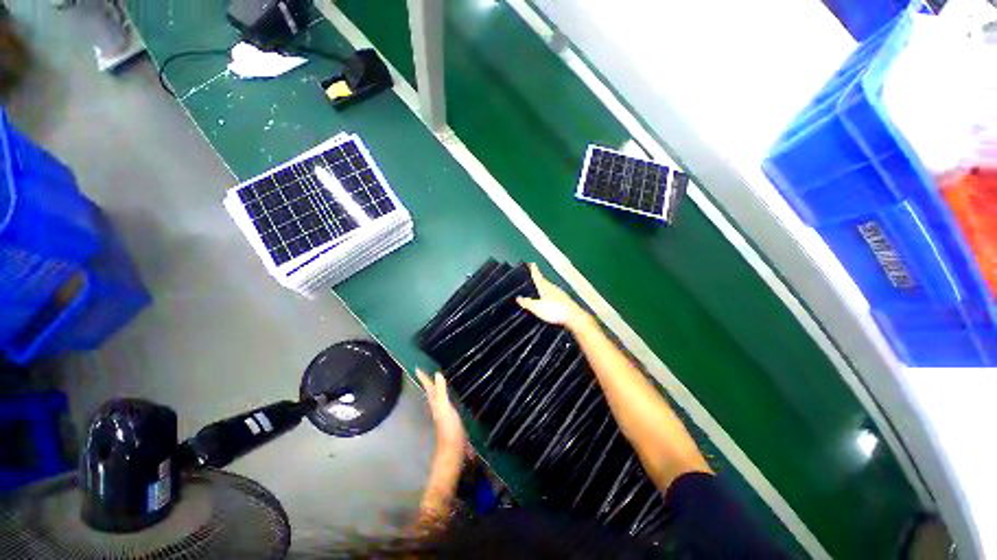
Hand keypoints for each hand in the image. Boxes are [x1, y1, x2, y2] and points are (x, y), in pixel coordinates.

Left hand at [416, 369, 468, 458]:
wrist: (453, 455)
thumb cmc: (449, 431)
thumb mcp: (444, 410)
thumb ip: (441, 393)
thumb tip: (437, 374)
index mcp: (436, 405)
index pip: (429, 389)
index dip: (424, 379)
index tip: (417, 368)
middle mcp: (438, 409)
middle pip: (432, 394)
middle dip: (429, 384)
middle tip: (428, 373)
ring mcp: (444, 417)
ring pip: (438, 400)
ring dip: (438, 391)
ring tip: (439, 382)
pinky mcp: (452, 423)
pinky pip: (447, 406)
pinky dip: (447, 400)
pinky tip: (452, 400)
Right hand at [517, 263, 590, 329]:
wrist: (574, 317)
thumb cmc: (555, 310)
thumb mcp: (537, 307)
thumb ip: (527, 302)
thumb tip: (518, 298)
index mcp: (545, 287)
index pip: (538, 275)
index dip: (534, 269)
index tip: (531, 263)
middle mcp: (553, 288)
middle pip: (544, 281)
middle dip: (538, 279)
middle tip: (533, 277)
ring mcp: (560, 294)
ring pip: (549, 288)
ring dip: (544, 288)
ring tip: (538, 289)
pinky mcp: (565, 301)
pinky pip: (554, 296)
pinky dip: (549, 296)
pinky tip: (548, 302)